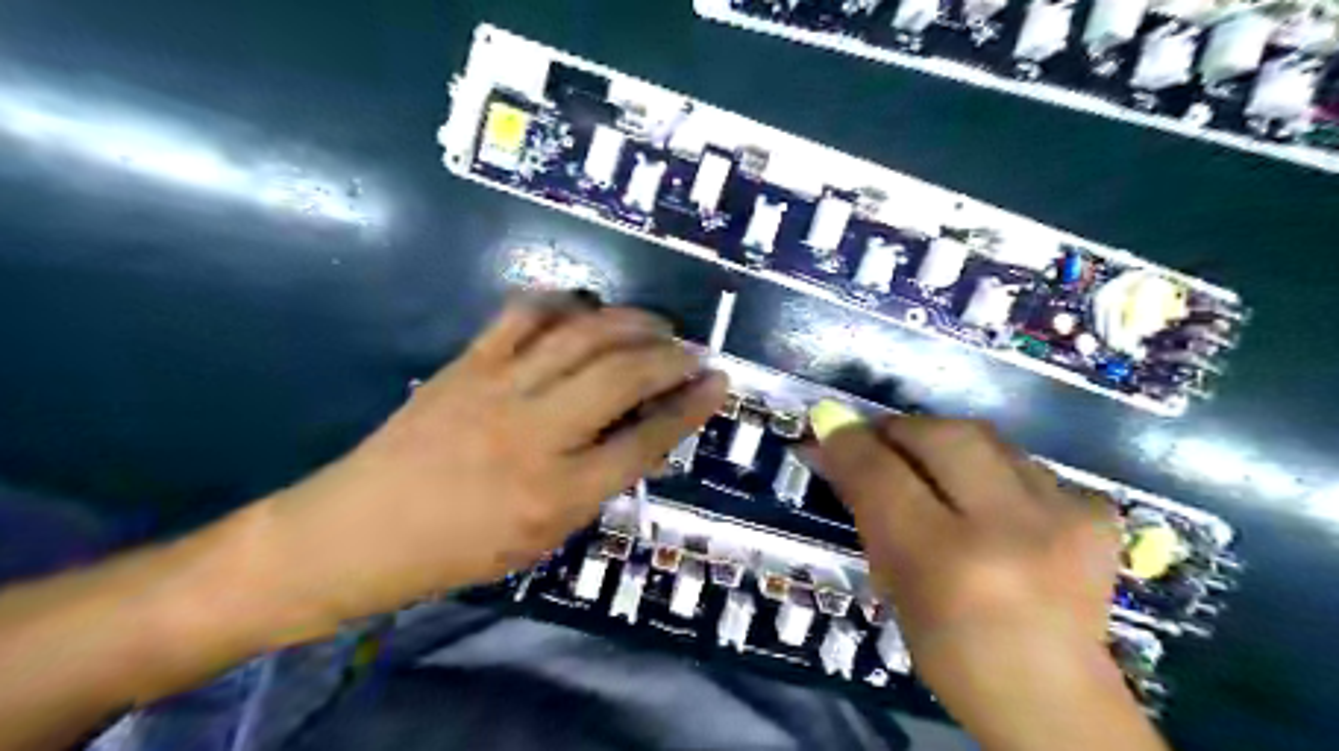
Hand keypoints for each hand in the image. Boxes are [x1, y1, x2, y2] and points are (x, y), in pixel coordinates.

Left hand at [271, 297, 728, 623]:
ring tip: (656, 323)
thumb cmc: (459, 549)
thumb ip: (597, 484)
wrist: (359, 530)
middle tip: (693, 351)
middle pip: (623, 376)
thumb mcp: (543, 538)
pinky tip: (586, 308)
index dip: (691, 408)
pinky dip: (564, 302)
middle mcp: (536, 433)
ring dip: (631, 322)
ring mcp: (499, 388)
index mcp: (558, 492)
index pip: (646, 440)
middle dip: (671, 356)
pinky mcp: (468, 363)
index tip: (718, 383)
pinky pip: (524, 314)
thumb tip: (643, 437)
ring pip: (582, 335)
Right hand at [812, 413, 1167, 750]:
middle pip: (942, 435)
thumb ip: (868, 511)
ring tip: (934, 470)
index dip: (848, 442)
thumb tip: (836, 448)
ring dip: (947, 445)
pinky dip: (999, 469)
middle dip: (901, 428)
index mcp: (945, 561)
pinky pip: (1029, 464)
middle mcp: (1009, 529)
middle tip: (881, 441)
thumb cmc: (951, 653)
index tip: (830, 428)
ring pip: (987, 438)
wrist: (1056, 701)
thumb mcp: (893, 585)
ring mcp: (1064, 518)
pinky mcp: (1098, 517)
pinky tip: (996, 501)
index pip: (882, 474)